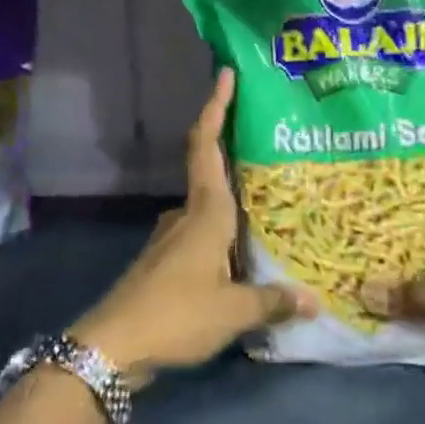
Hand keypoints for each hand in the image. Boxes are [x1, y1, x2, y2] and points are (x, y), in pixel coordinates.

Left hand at [70, 69, 311, 388]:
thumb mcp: (233, 311)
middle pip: (212, 173)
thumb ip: (273, 301)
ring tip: (276, 208)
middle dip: (240, 156)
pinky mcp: (166, 264)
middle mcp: (187, 217)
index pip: (206, 146)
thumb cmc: (175, 314)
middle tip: (279, 149)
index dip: (215, 108)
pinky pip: (204, 238)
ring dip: (236, 204)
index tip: (226, 75)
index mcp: (204, 213)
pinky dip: (226, 236)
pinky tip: (248, 255)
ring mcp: (172, 240)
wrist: (111, 348)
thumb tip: (313, 300)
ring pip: (210, 210)